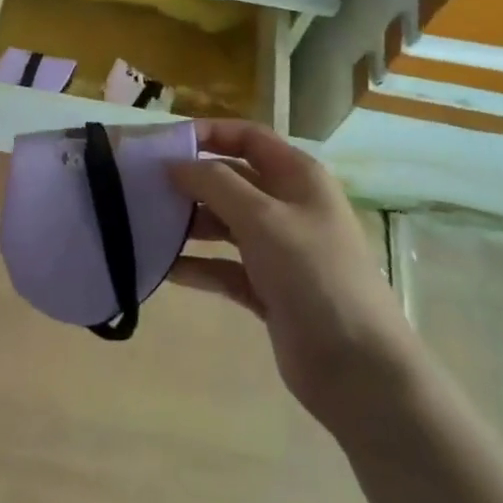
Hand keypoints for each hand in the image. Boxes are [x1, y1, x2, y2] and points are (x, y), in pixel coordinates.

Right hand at [169, 120, 408, 434]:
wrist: (358, 369)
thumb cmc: (313, 274)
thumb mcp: (262, 218)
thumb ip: (214, 183)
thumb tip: (174, 164)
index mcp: (297, 176)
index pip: (247, 137)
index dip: (208, 133)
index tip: (164, 144)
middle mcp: (288, 206)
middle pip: (231, 179)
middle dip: (191, 181)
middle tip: (144, 188)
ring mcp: (279, 249)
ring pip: (224, 223)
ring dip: (190, 224)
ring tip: (148, 228)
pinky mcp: (268, 289)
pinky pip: (224, 266)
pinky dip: (199, 266)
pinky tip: (165, 270)